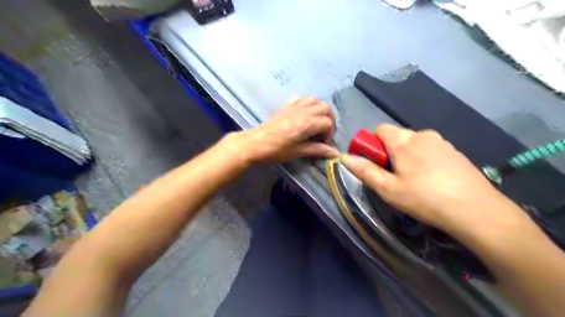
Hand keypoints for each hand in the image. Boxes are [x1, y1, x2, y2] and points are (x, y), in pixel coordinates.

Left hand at [232, 96, 336, 162]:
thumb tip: (333, 152)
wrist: (254, 143)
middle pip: (325, 108)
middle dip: (329, 120)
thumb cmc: (276, 150)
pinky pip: (301, 99)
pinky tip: (305, 114)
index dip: (329, 135)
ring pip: (315, 100)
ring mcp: (294, 106)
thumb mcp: (298, 151)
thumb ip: (316, 149)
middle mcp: (304, 111)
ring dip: (320, 110)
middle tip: (324, 134)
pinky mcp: (286, 106)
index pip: (328, 123)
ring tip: (317, 123)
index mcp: (307, 123)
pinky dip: (307, 104)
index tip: (324, 146)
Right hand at [342, 124, 527, 236]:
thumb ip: (365, 171)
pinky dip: (423, 159)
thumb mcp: (388, 189)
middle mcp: (422, 135)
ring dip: (406, 155)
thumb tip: (345, 157)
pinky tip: (431, 180)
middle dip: (389, 151)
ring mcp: (442, 142)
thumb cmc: (425, 199)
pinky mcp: (455, 152)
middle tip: (392, 176)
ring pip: (413, 143)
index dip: (372, 143)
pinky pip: (430, 149)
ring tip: (412, 180)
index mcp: (404, 141)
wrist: (477, 211)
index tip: (373, 162)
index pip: (380, 129)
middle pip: (397, 136)